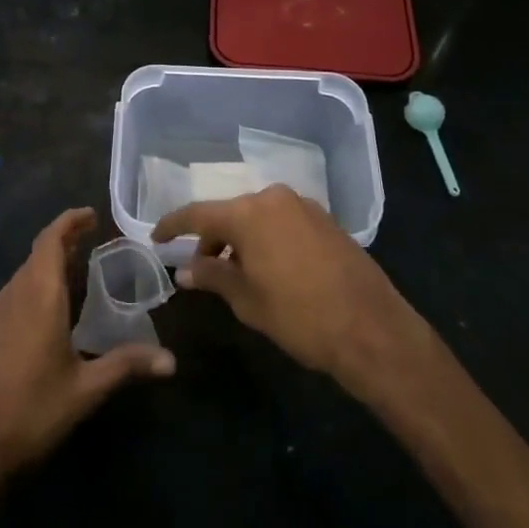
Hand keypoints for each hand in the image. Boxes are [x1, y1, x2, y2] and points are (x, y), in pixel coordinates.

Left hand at [0, 208, 174, 491]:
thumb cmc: (32, 413)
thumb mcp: (86, 390)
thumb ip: (126, 365)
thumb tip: (171, 360)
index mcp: (38, 297)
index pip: (50, 240)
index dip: (69, 222)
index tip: (91, 215)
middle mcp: (13, 295)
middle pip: (37, 254)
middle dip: (63, 241)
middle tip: (92, 242)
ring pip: (23, 274)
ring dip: (48, 264)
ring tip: (76, 272)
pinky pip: (13, 294)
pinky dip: (34, 286)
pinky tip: (48, 312)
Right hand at [153, 185, 431, 395]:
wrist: (372, 329)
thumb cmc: (300, 316)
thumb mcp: (248, 300)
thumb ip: (213, 277)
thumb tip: (185, 269)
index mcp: (248, 213)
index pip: (198, 214)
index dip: (173, 226)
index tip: (156, 238)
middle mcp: (274, 198)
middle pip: (230, 213)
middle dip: (212, 238)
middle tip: (201, 269)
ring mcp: (304, 206)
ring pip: (258, 217)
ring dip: (241, 239)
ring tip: (236, 274)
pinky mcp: (326, 220)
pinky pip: (283, 222)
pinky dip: (267, 239)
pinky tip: (270, 268)